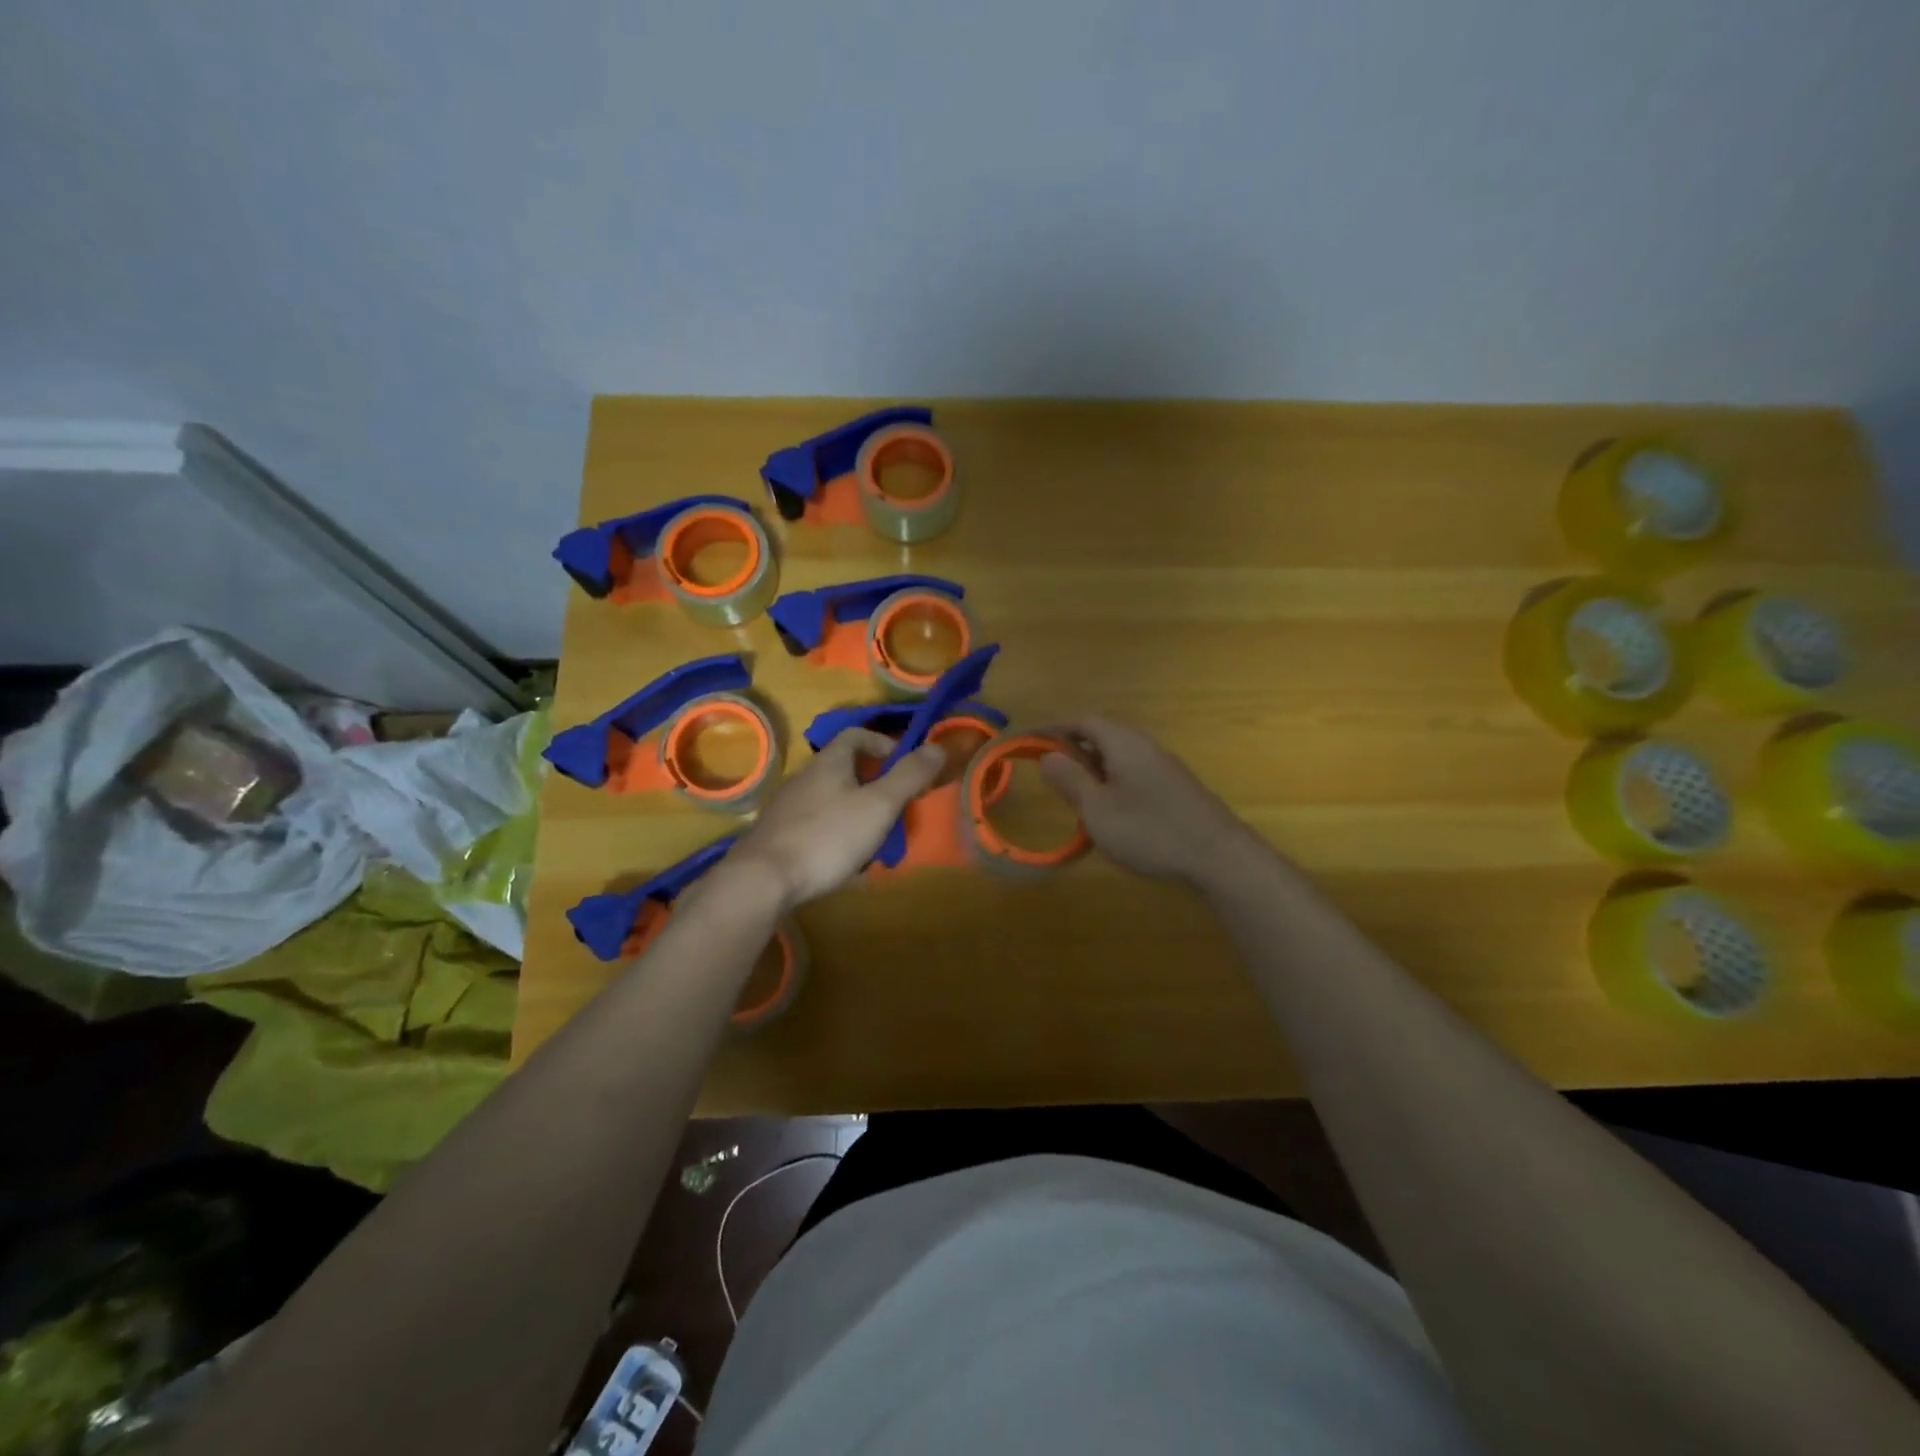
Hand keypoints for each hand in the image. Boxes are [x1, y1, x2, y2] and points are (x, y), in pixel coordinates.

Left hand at [726, 730, 944, 909]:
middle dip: (873, 785)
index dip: (883, 743)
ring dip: (855, 813)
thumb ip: (909, 776)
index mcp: (830, 762)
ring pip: (831, 800)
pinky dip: (835, 835)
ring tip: (873, 842)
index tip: (902, 765)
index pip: (856, 735)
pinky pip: (815, 826)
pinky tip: (843, 862)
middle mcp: (805, 776)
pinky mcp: (778, 835)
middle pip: (844, 769)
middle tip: (894, 809)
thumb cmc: (828, 835)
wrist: (763, 879)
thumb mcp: (879, 805)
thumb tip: (938, 746)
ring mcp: (787, 806)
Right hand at [1039, 717, 1258, 884]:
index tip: (1028, 744)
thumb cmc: (1150, 830)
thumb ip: (1070, 779)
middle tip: (1050, 772)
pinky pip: (1133, 772)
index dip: (1052, 730)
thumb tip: (1047, 755)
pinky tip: (1111, 811)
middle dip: (1072, 749)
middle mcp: (1144, 745)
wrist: (1219, 857)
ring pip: (1118, 755)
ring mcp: (1164, 766)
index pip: (1081, 721)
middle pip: (1101, 734)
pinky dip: (1112, 782)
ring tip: (1076, 795)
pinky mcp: (1175, 787)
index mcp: (1122, 742)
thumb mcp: (1097, 809)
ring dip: (1093, 767)